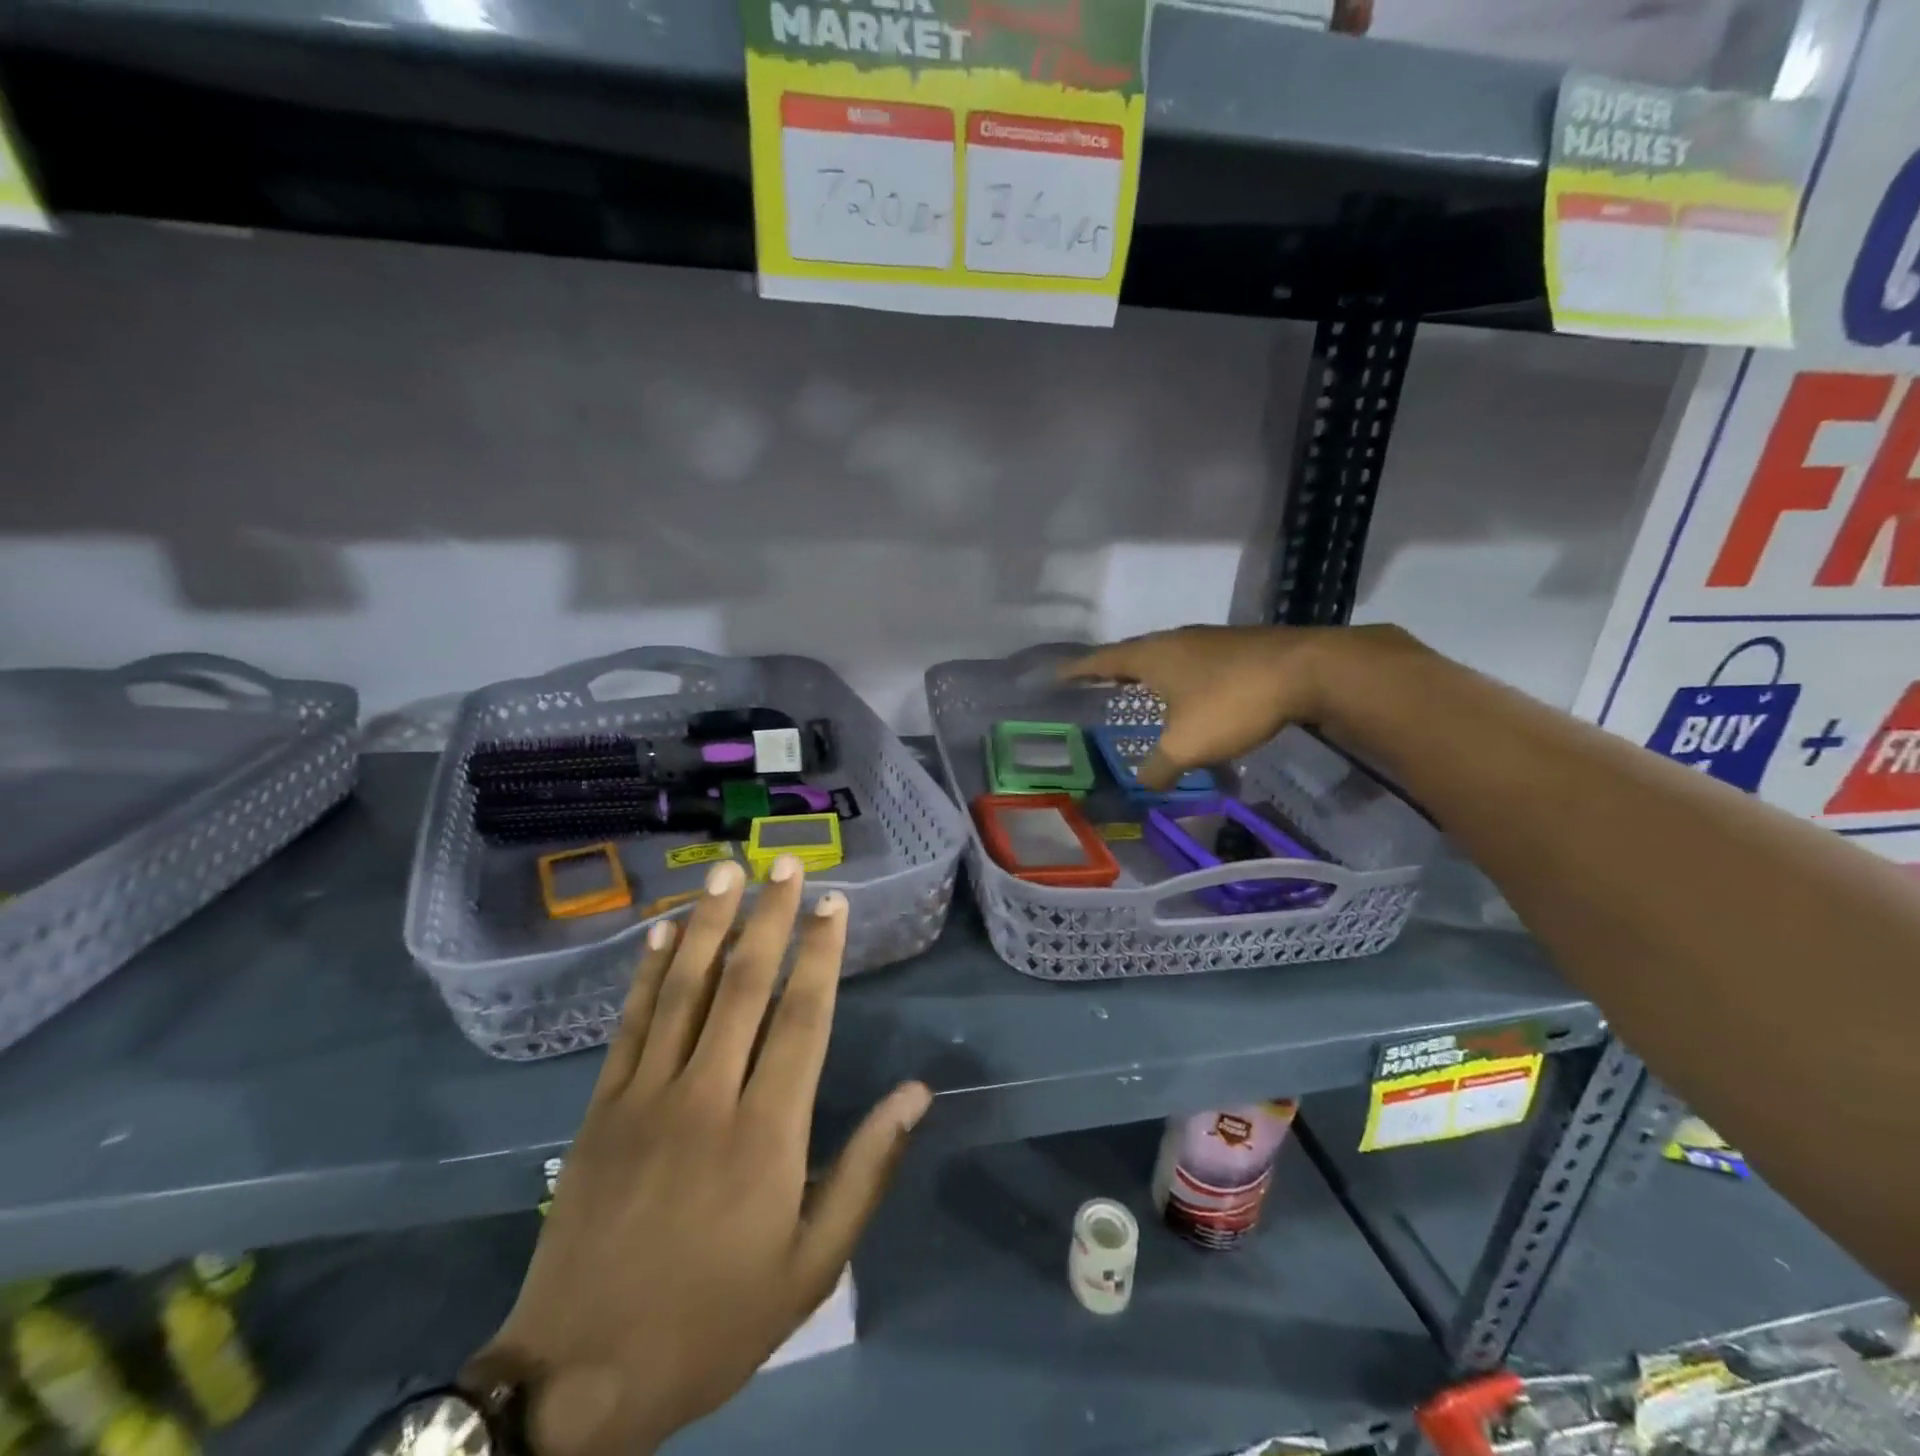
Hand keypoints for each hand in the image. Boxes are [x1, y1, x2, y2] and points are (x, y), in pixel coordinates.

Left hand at [466, 857, 931, 1455]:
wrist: (578, 1379)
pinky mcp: (601, 1107)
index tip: (834, 903)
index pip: (801, 1017)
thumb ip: (866, 1171)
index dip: (820, 953)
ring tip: (727, 871)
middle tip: (785, 863)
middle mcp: (707, 1095)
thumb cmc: (713, 1321)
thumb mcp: (811, 1266)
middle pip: (742, 984)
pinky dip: (647, 971)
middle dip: (769, 916)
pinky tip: (659, 931)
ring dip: (707, 923)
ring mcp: (646, 1095)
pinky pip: (629, 1023)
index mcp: (766, 1132)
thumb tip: (916, 1095)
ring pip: (682, 989)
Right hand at [1061, 624, 1408, 788]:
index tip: (1057, 675)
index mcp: (1152, 656)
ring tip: (1140, 692)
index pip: (1102, 660)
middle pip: (1133, 653)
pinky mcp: (1238, 647)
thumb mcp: (1187, 746)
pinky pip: (1195, 662)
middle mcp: (1175, 640)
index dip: (1077, 670)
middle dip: (1113, 670)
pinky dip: (1181, 678)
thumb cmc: (1232, 702)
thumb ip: (1158, 767)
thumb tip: (1143, 784)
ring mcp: (1209, 640)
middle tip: (1096, 685)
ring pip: (1167, 657)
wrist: (1309, 670)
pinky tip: (1191, 696)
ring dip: (1150, 674)